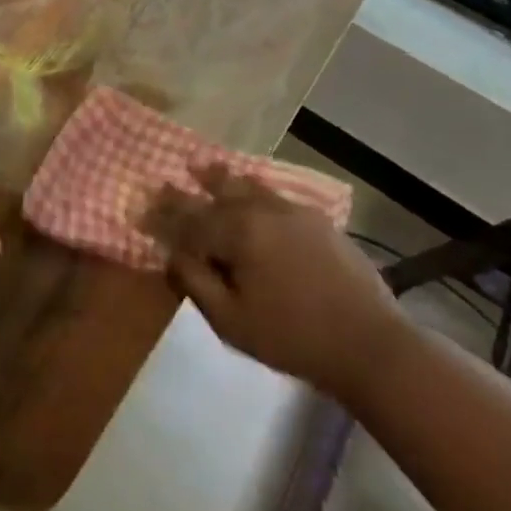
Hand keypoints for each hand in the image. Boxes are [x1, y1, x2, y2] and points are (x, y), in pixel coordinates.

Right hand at [145, 164, 410, 400]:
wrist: (369, 343)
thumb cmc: (292, 337)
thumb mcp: (231, 321)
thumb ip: (196, 282)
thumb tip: (173, 253)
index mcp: (237, 231)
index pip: (189, 218)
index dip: (162, 215)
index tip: (141, 207)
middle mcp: (261, 209)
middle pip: (217, 190)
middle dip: (189, 186)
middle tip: (167, 180)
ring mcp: (293, 210)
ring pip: (247, 185)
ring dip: (221, 178)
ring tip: (203, 167)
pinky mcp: (317, 219)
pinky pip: (273, 194)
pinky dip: (253, 189)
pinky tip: (251, 192)